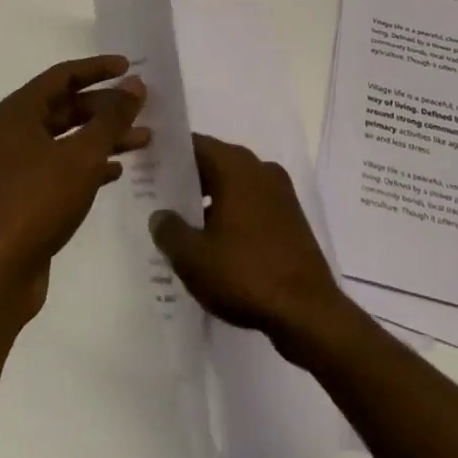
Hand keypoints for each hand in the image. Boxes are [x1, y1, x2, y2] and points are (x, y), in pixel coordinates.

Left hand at [0, 55, 148, 327]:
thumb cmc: (37, 202)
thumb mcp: (82, 155)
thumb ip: (111, 118)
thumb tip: (134, 84)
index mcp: (19, 112)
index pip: (63, 76)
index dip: (97, 69)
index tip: (129, 67)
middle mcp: (14, 133)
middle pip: (66, 107)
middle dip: (105, 107)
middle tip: (142, 108)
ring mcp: (16, 167)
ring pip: (67, 140)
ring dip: (103, 137)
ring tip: (143, 140)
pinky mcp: (24, 198)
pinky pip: (62, 168)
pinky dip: (89, 165)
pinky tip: (116, 172)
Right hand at [149, 133, 352, 359]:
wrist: (308, 312)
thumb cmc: (246, 273)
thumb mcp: (194, 257)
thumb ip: (169, 230)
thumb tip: (160, 215)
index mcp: (236, 166)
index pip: (195, 145)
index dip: (170, 155)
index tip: (149, 168)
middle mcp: (260, 169)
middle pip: (215, 163)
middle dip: (189, 180)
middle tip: (159, 199)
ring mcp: (280, 193)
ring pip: (234, 186)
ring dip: (210, 201)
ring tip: (183, 226)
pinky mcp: (291, 219)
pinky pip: (252, 205)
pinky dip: (232, 216)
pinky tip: (215, 245)